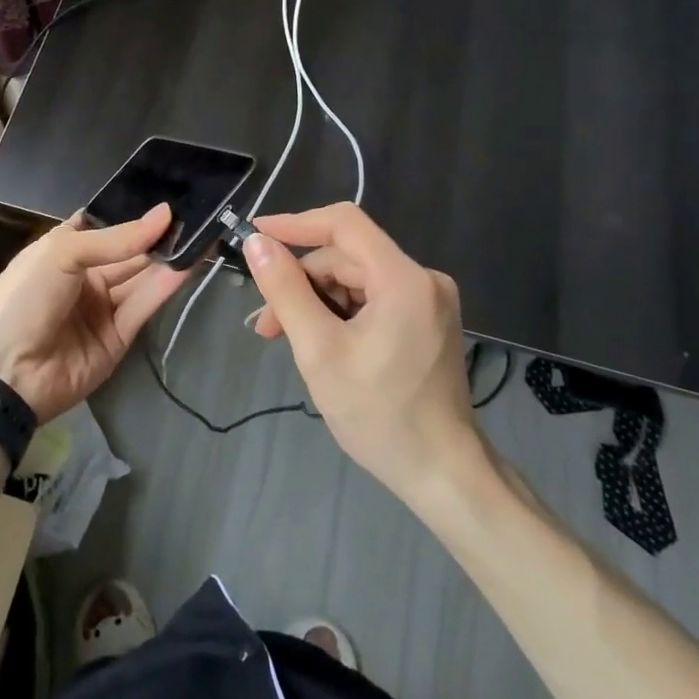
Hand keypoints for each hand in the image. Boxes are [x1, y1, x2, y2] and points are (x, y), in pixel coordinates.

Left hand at [0, 204, 187, 423]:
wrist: (5, 373)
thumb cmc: (24, 298)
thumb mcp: (61, 253)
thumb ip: (116, 238)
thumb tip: (164, 214)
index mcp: (63, 250)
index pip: (104, 225)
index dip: (133, 213)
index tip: (168, 196)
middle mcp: (85, 276)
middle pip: (128, 252)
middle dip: (158, 235)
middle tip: (196, 213)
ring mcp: (102, 308)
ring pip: (142, 277)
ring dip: (170, 257)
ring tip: (204, 233)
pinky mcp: (119, 337)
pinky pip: (145, 305)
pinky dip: (167, 285)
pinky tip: (191, 262)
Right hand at [244, 203, 478, 505]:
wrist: (444, 475)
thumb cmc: (380, 415)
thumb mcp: (320, 351)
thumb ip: (286, 291)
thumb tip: (257, 243)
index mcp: (403, 279)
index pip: (344, 223)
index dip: (296, 224)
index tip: (255, 236)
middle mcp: (422, 278)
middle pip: (346, 257)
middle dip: (301, 283)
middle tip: (266, 324)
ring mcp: (428, 300)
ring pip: (356, 279)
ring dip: (316, 302)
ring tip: (286, 339)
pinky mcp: (426, 320)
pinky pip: (372, 298)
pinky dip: (340, 314)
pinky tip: (320, 342)